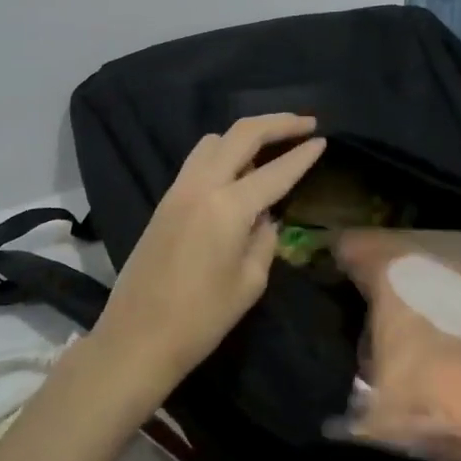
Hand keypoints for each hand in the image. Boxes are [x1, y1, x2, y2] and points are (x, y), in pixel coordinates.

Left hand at [89, 113, 325, 399]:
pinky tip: (238, 171)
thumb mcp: (249, 282)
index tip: (323, 139)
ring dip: (245, 135)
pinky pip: (199, 160)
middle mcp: (202, 186)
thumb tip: (265, 216)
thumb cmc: (201, 319)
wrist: (137, 337)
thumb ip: (264, 239)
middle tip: (306, 122)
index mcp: (228, 207)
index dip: (302, 155)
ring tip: (270, 148)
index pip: (275, 171)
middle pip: (241, 134)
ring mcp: (178, 189)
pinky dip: (223, 153)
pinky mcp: (165, 200)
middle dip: (277, 123)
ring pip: (214, 141)